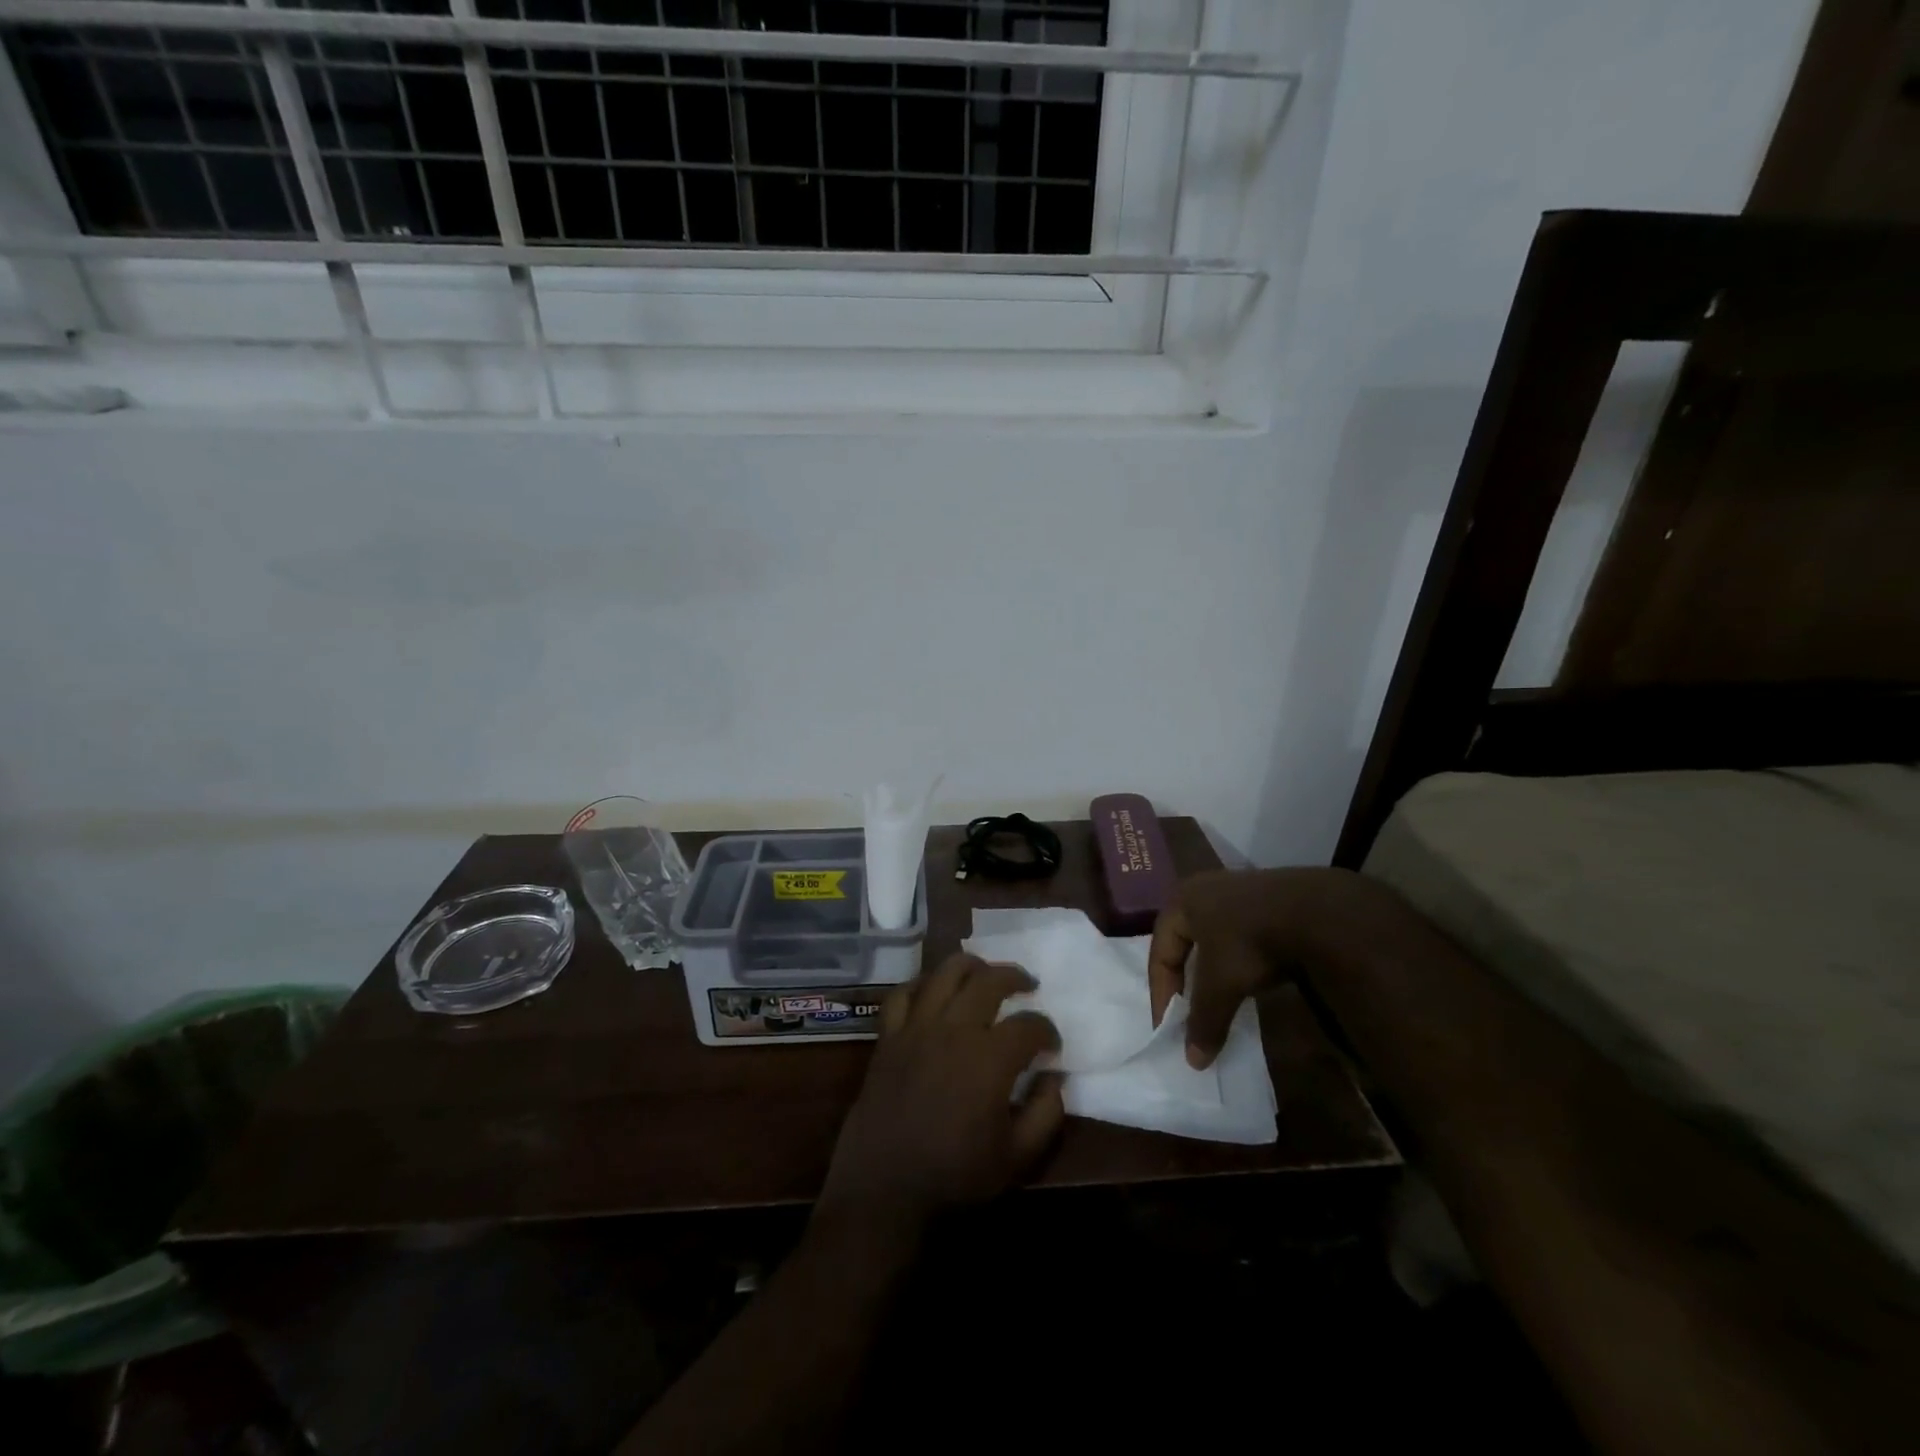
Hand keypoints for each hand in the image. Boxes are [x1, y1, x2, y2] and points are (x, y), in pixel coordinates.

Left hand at [816, 954, 1064, 1237]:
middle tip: (1028, 985)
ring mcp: (916, 1027)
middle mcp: (954, 1029)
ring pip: (945, 973)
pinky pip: (902, 994)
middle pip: (989, 981)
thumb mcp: (1016, 1158)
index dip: (1047, 1030)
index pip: (1029, 1026)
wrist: (884, 1189)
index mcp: (990, 1058)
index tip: (1051, 1045)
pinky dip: (920, 985)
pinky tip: (933, 991)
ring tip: (984, 973)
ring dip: (971, 966)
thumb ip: (1045, 1114)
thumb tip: (1055, 1078)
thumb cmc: (954, 1176)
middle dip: (1015, 977)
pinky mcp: (888, 1036)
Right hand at [1147, 867, 1356, 1068]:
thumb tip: (1193, 1061)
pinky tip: (1249, 977)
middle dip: (1184, 980)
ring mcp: (1236, 890)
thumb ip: (1204, 1020)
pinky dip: (1237, 960)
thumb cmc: (1249, 942)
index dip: (1161, 994)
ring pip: (1213, 938)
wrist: (1314, 911)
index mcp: (1180, 902)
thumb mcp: (1221, 985)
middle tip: (1187, 1011)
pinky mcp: (1266, 898)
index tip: (1168, 1027)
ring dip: (1212, 970)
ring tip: (1218, 997)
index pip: (1160, 954)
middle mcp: (1202, 889)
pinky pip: (1239, 935)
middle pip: (1183, 943)